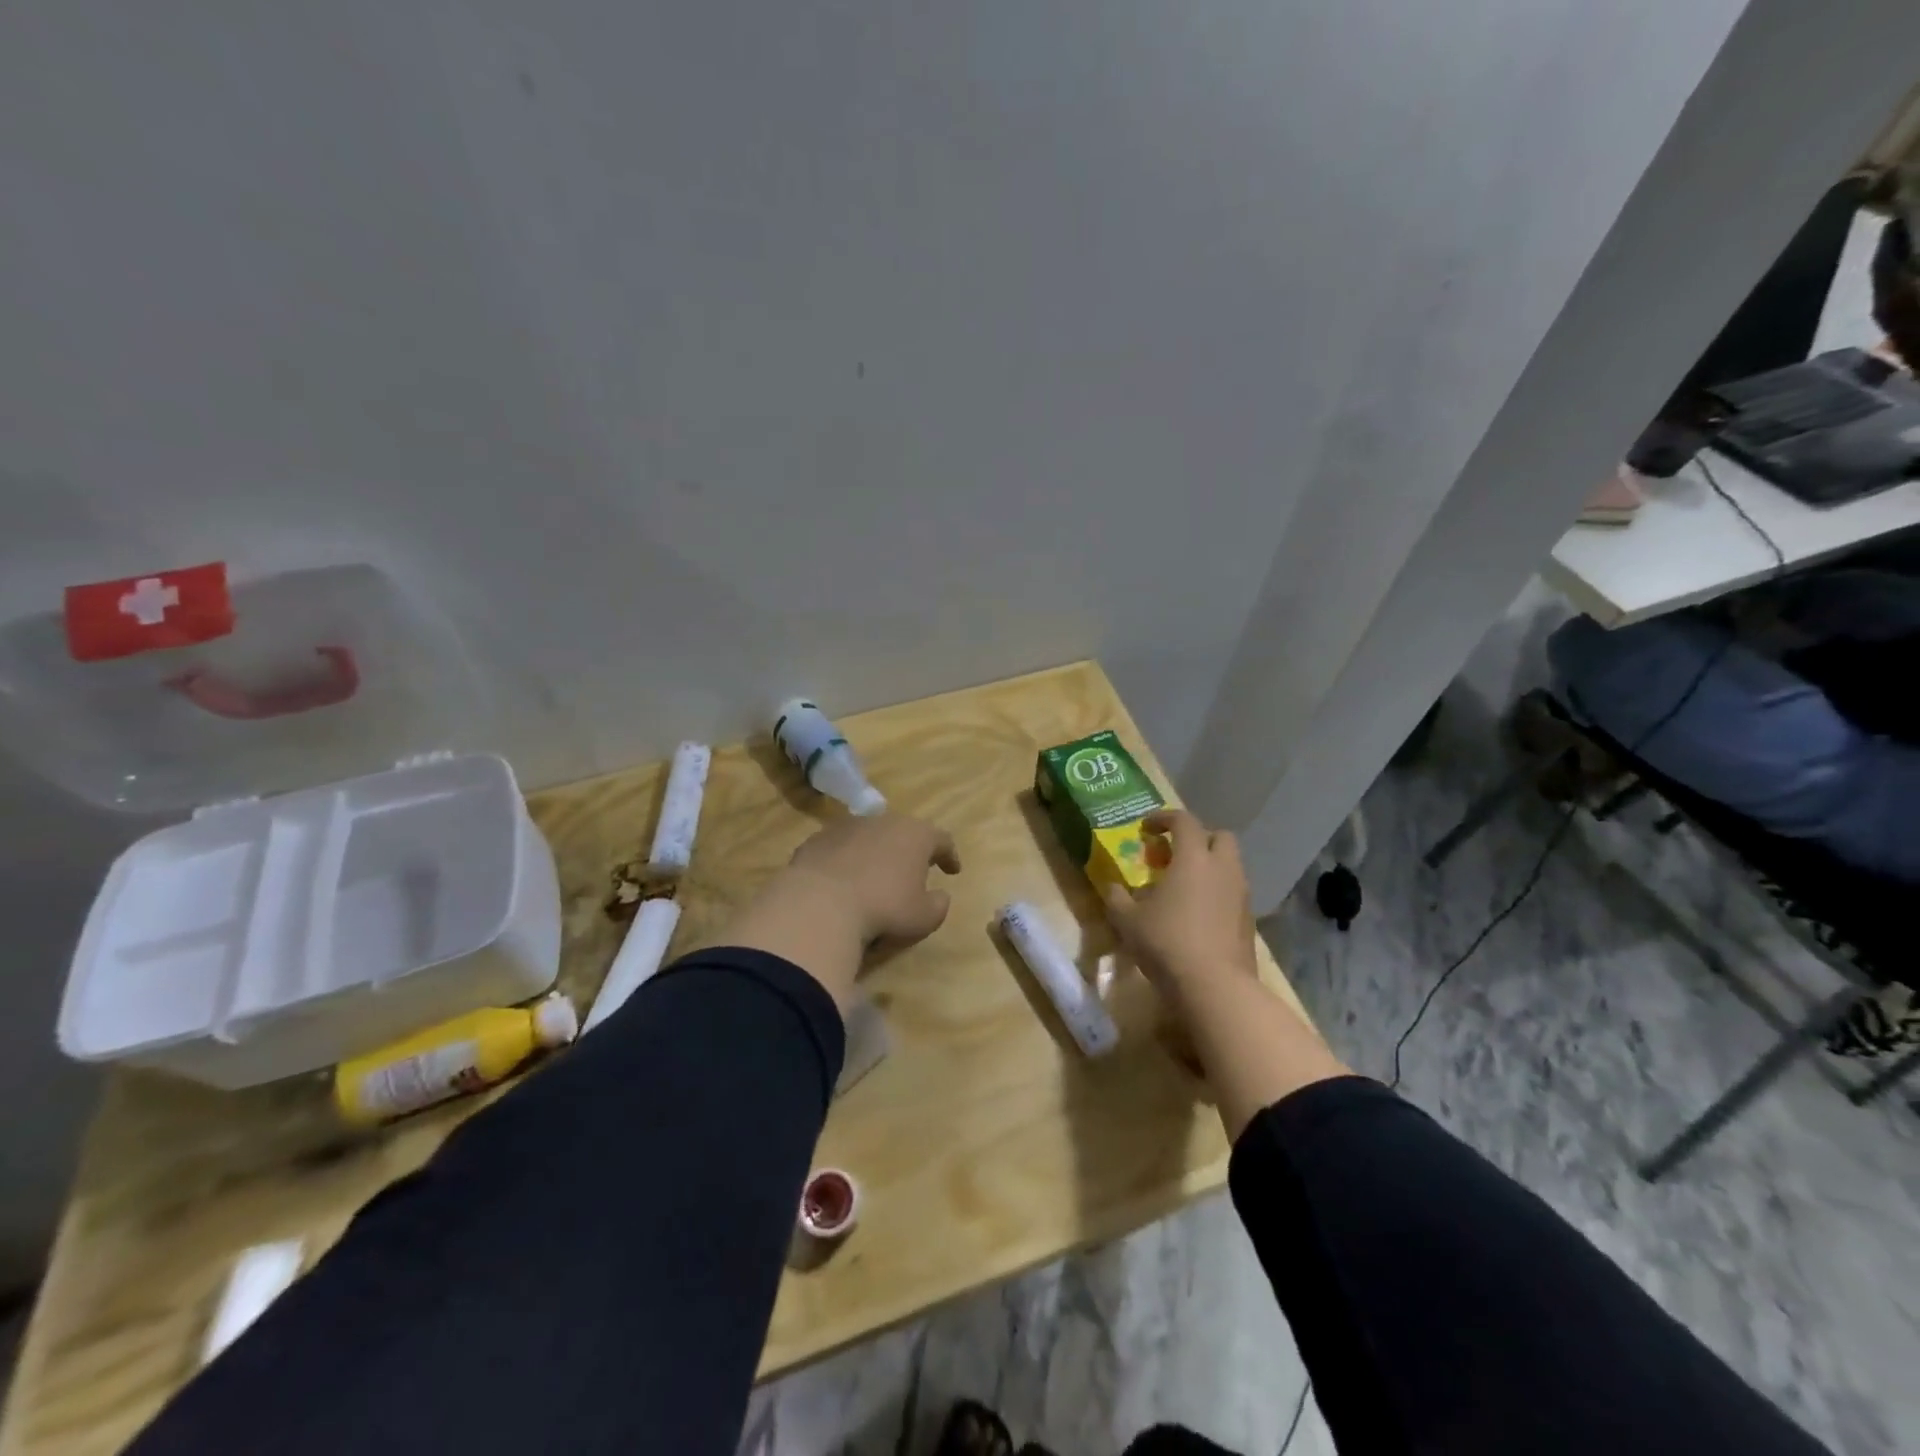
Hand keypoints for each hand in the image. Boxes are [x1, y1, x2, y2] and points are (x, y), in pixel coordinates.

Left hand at [786, 813, 961, 946]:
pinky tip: (843, 881)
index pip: (942, 840)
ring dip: (876, 853)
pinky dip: (846, 860)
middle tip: (914, 868)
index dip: (949, 855)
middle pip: (904, 831)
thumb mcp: (924, 917)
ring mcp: (847, 827)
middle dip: (911, 849)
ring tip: (875, 876)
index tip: (953, 870)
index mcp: (916, 835)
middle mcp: (883, 821)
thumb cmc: (884, 908)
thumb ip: (938, 905)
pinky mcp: (817, 839)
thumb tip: (940, 896)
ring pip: (870, 836)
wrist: (820, 904)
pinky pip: (840, 848)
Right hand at [1104, 807, 1347, 1139]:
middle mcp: (1223, 869)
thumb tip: (1112, 888)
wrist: (1215, 988)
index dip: (1164, 818)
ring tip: (1183, 887)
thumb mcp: (1128, 921)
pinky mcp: (1248, 921)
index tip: (1146, 828)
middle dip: (1197, 839)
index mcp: (1193, 858)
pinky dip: (1216, 893)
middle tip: (1173, 855)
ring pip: (1230, 866)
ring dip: (1208, 867)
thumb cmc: (1167, 943)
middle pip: (1219, 837)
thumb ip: (1117, 898)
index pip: (1184, 821)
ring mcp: (1241, 895)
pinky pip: (1233, 893)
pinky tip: (1197, 914)